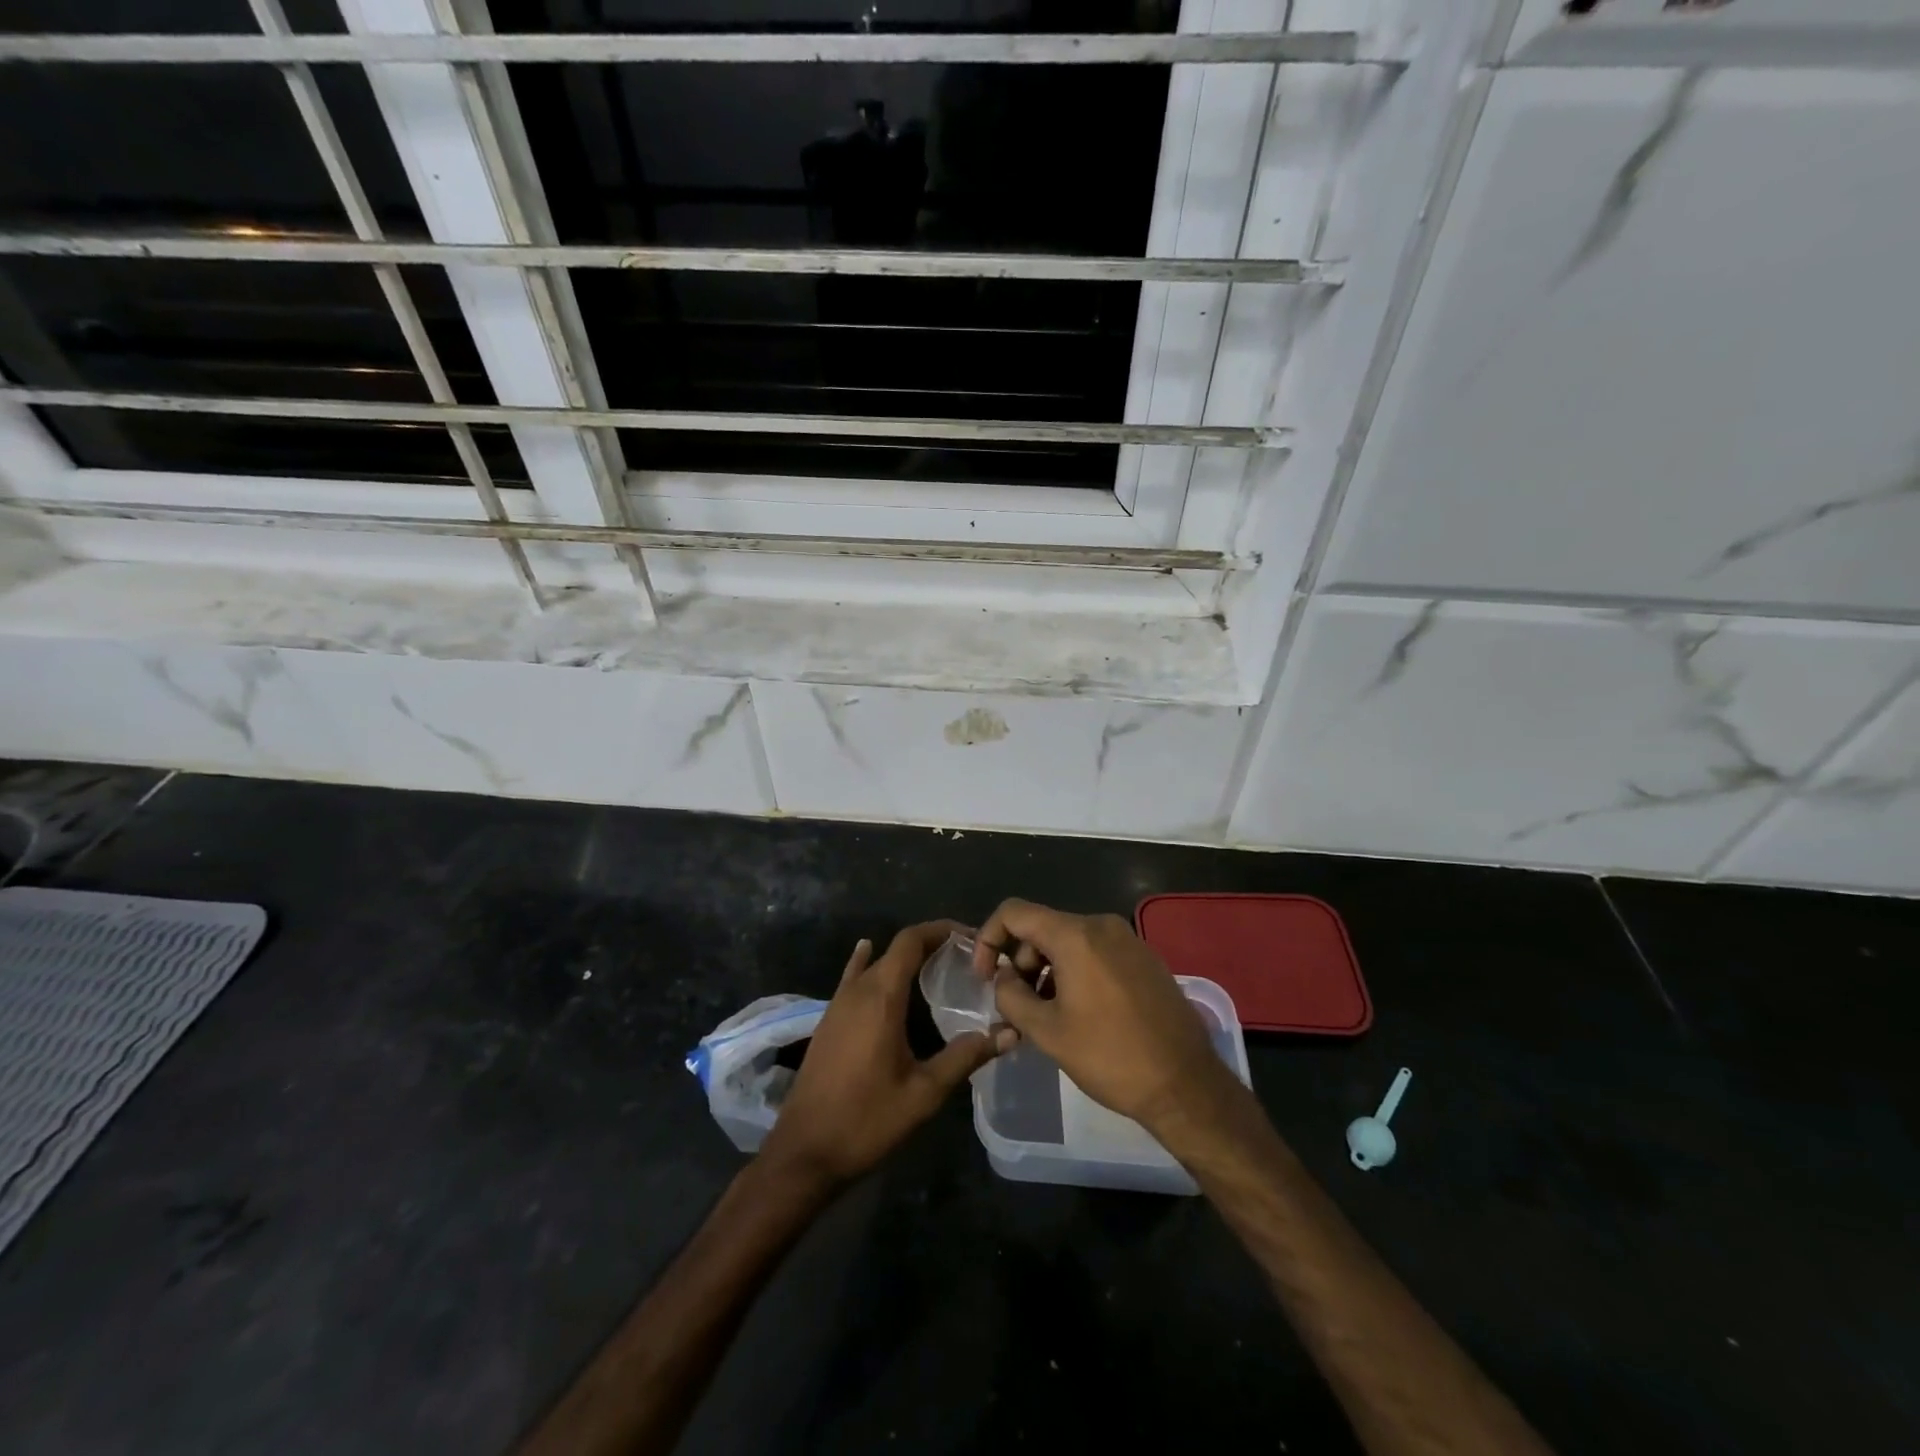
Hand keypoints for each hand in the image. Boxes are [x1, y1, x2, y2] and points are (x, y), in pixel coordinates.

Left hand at [760, 922, 1012, 1189]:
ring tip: (938, 966)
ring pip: (875, 963)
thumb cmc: (867, 1120)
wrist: (804, 1152)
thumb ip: (966, 1057)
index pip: (910, 940)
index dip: (940, 930)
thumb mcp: (925, 1093)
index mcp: (881, 997)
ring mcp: (838, 1004)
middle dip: (930, 944)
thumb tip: (1010, 1033)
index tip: (971, 937)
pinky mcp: (829, 1021)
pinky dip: (869, 962)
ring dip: (904, 958)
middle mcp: (857, 990)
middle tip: (966, 958)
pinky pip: (853, 978)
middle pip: (895, 948)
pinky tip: (868, 954)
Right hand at [973, 899, 1235, 1134]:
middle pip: (1042, 927)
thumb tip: (1003, 977)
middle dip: (1020, 961)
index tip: (985, 977)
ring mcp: (1128, 940)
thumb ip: (1011, 995)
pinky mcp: (1144, 958)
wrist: (1186, 1084)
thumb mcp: (1047, 1031)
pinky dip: (1074, 972)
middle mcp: (1102, 925)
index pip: (1014, 912)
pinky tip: (1079, 1012)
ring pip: (1069, 941)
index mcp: (1076, 935)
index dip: (989, 939)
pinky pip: (1095, 952)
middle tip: (1017, 1005)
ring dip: (1046, 970)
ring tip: (1046, 1014)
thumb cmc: (1110, 1056)